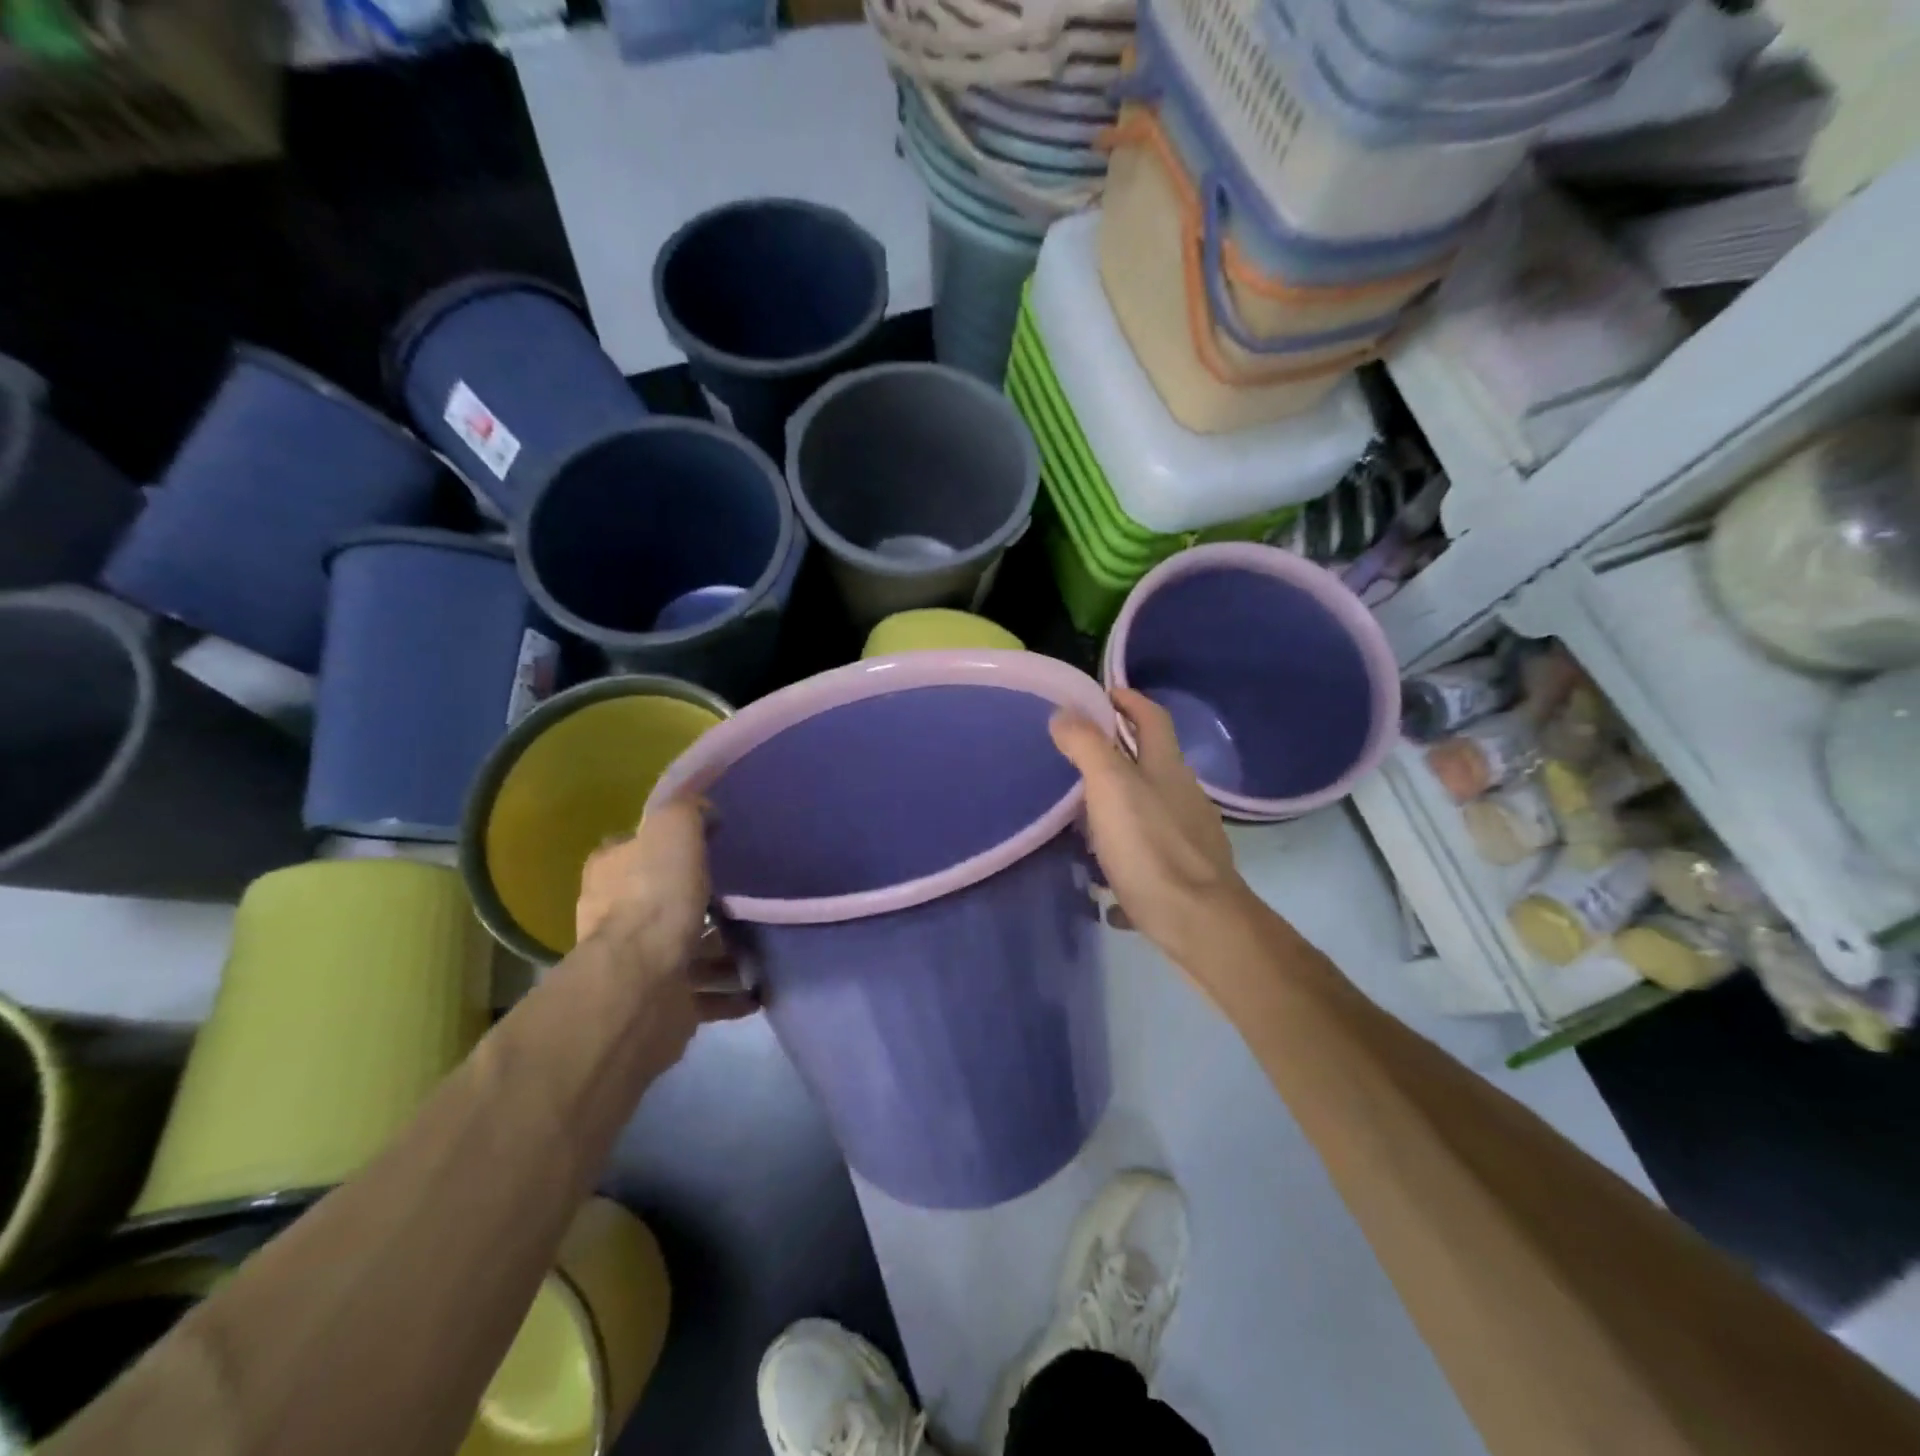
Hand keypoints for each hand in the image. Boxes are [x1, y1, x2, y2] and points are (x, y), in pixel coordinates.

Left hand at [575, 799, 757, 1050]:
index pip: (634, 851)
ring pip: (688, 950)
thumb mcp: (672, 827)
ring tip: (764, 943)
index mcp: (611, 873)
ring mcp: (640, 965)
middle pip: (663, 903)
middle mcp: (616, 919)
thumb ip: (687, 810)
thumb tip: (706, 813)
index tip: (709, 845)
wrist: (644, 983)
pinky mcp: (663, 1003)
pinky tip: (761, 987)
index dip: (665, 848)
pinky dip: (731, 992)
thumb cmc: (656, 897)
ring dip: (721, 952)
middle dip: (701, 902)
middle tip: (745, 895)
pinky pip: (705, 994)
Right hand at [1050, 687, 1249, 969]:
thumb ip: (1087, 747)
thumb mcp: (1110, 788)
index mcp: (1166, 769)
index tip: (1104, 693)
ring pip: (1150, 813)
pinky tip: (1105, 885)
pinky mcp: (1185, 877)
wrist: (1199, 923)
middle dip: (1120, 756)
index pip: (1152, 718)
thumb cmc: (1151, 848)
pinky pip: (1149, 860)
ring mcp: (1189, 838)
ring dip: (1121, 810)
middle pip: (1153, 764)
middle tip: (1079, 758)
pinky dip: (1126, 863)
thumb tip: (1065, 712)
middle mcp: (1183, 797)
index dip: (1130, 700)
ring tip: (1084, 822)